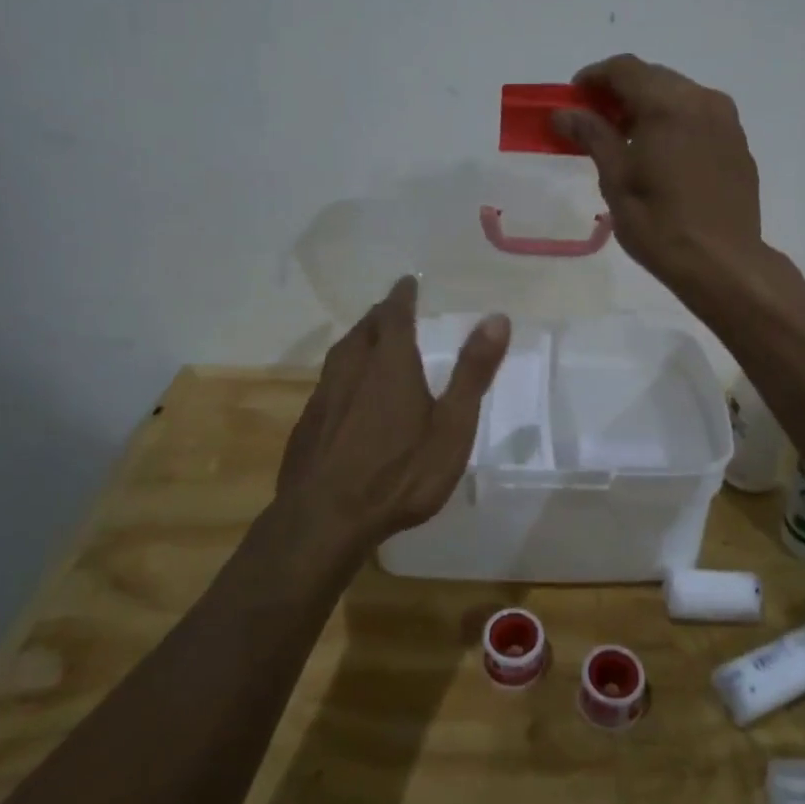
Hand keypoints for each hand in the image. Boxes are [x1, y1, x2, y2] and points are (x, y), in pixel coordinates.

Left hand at [276, 277, 510, 556]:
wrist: (324, 521)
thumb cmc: (399, 474)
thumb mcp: (451, 427)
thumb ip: (473, 372)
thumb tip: (496, 318)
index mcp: (390, 364)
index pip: (394, 314)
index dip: (402, 296)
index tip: (407, 282)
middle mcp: (352, 369)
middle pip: (365, 329)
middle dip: (381, 315)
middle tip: (394, 310)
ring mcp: (324, 397)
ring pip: (342, 353)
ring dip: (360, 339)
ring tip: (371, 340)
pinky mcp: (307, 424)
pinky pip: (329, 381)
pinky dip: (344, 371)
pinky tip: (349, 392)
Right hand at [553, 54, 764, 296]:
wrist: (722, 262)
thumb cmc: (659, 223)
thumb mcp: (616, 179)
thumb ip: (592, 135)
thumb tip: (564, 113)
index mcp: (668, 104)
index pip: (625, 69)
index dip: (594, 77)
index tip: (574, 97)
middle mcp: (702, 100)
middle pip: (654, 77)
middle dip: (621, 91)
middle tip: (595, 119)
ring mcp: (726, 121)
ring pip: (680, 94)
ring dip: (649, 105)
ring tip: (626, 138)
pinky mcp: (738, 143)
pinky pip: (700, 116)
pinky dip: (675, 121)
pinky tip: (661, 152)